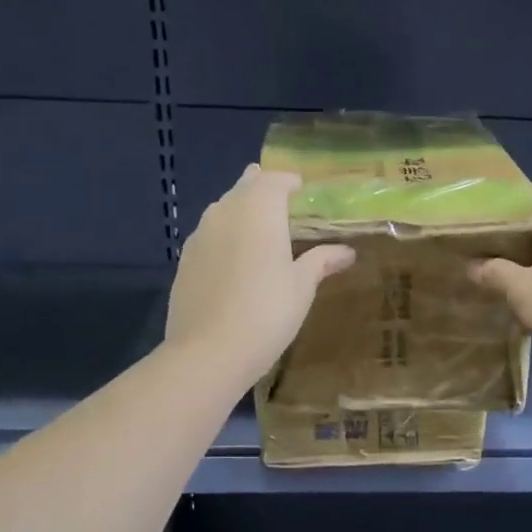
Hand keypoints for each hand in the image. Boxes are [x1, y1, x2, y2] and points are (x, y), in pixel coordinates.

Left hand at [165, 165, 354, 392]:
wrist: (208, 351)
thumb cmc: (266, 313)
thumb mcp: (301, 288)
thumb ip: (321, 262)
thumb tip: (346, 251)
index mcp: (259, 210)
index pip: (274, 180)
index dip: (288, 182)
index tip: (301, 189)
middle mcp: (225, 212)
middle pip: (244, 188)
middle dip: (262, 190)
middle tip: (280, 203)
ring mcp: (199, 235)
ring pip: (222, 210)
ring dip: (240, 212)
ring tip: (258, 229)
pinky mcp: (184, 261)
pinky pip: (208, 236)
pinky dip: (224, 237)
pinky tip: (233, 260)